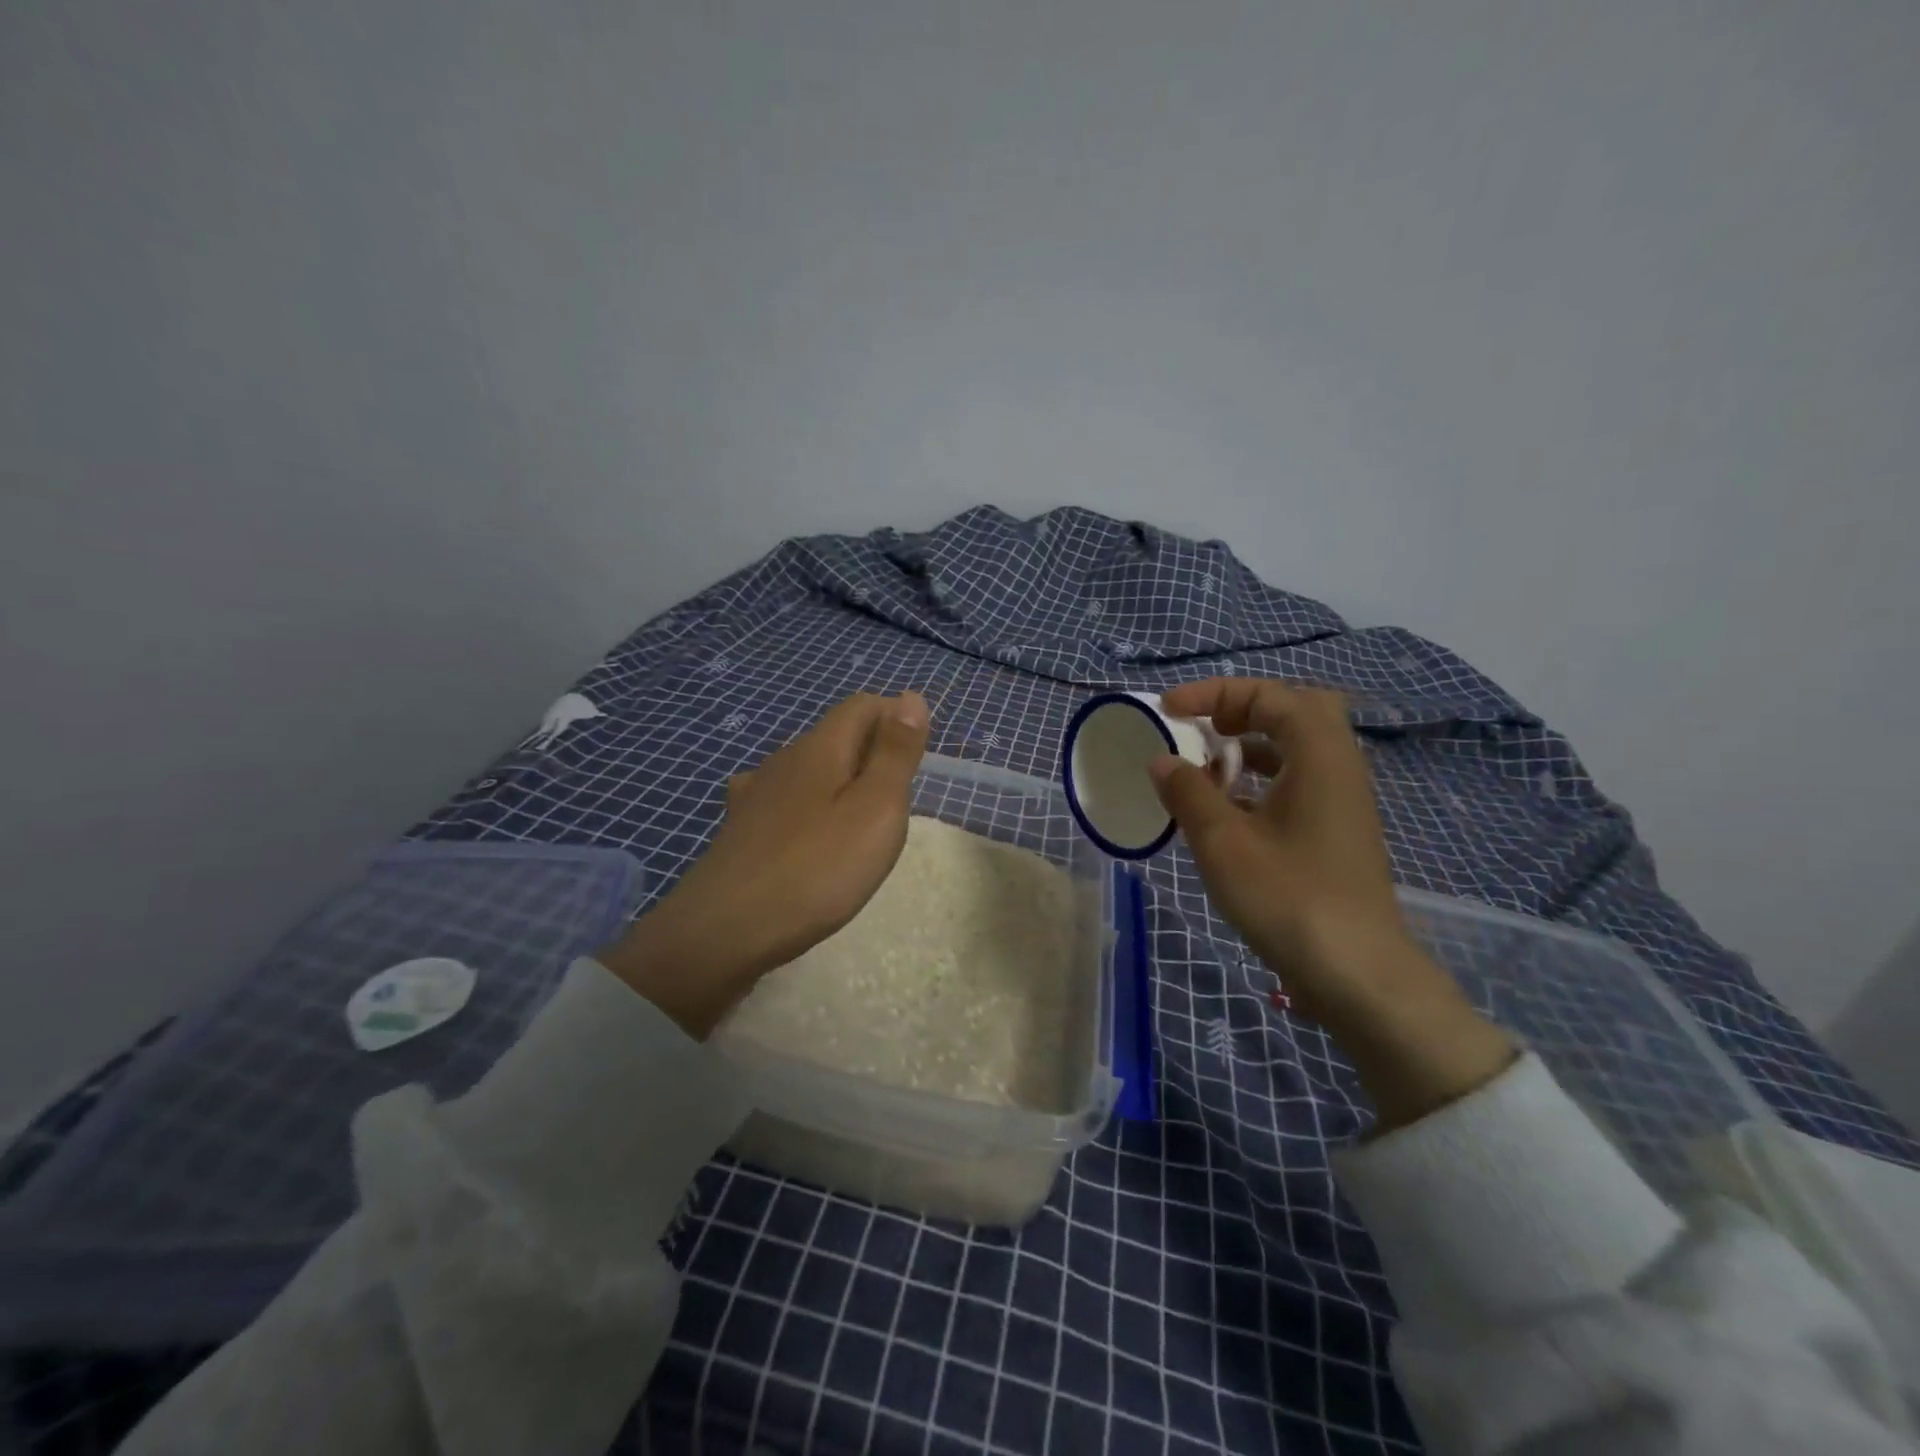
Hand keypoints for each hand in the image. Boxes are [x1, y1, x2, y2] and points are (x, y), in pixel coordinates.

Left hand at [597, 690, 930, 1036]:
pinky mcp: (741, 828)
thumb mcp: (877, 808)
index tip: (917, 763)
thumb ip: (896, 753)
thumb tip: (911, 696)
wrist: (726, 930)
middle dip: (872, 754)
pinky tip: (806, 833)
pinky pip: (784, 800)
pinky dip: (808, 807)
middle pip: (836, 735)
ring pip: (809, 769)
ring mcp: (756, 794)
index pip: (863, 706)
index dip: (895, 719)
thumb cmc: (818, 868)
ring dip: (840, 782)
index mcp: (820, 747)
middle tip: (897, 803)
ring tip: (859, 823)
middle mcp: (784, 759)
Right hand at [1152, 678, 1513, 1127]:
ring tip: (1205, 765)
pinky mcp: (1335, 832)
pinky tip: (1226, 809)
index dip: (1214, 692)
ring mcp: (1341, 801)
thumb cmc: (1288, 897)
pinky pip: (1296, 782)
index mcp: (1319, 755)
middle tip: (1203, 728)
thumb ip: (1188, 792)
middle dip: (1242, 709)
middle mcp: (1338, 767)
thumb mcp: (1223, 842)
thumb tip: (1162, 760)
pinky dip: (1259, 779)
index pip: (1269, 695)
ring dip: (1249, 745)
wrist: (1356, 974)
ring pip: (1296, 749)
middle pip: (1294, 711)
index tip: (1167, 709)